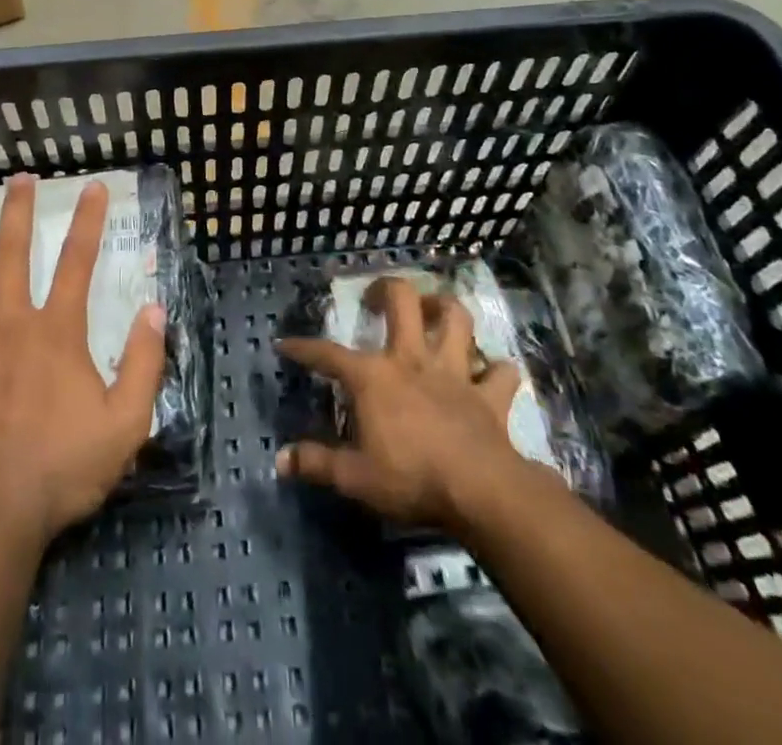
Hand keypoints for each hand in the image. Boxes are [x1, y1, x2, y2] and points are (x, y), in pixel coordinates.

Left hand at [0, 175, 166, 548]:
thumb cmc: (60, 467)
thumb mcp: (125, 423)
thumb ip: (144, 363)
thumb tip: (154, 309)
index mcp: (57, 331)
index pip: (78, 261)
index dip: (88, 220)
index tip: (94, 187)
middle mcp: (10, 321)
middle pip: (14, 253)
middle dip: (19, 210)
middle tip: (19, 178)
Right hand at [276, 277, 559, 530]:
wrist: (481, 492)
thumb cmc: (411, 478)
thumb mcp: (355, 478)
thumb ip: (317, 464)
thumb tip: (280, 460)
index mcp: (374, 377)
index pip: (328, 354)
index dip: (304, 349)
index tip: (285, 344)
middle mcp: (412, 360)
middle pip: (403, 301)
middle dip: (387, 289)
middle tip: (377, 296)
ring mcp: (454, 373)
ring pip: (457, 319)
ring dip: (446, 309)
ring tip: (436, 311)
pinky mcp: (489, 396)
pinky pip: (501, 372)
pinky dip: (497, 370)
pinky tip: (490, 372)